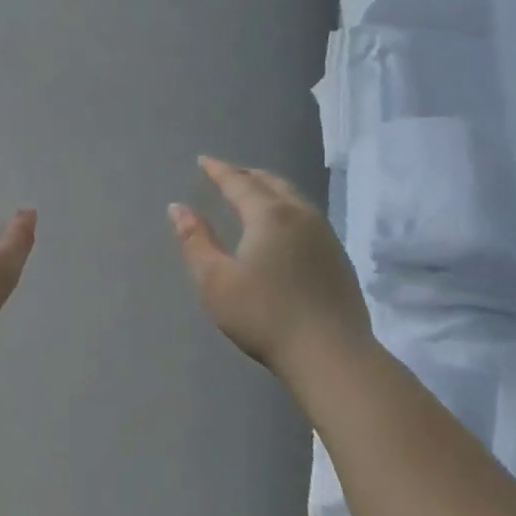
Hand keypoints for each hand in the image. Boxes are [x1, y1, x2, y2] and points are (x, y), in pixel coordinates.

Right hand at [170, 156, 370, 378]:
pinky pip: (307, 218)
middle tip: (228, 174)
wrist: (330, 354)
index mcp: (269, 216)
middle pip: (272, 184)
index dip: (219, 171)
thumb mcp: (215, 281)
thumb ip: (195, 241)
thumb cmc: (264, 315)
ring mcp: (326, 237)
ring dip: (270, 190)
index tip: (204, 161)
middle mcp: (301, 216)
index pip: (239, 183)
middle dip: (247, 175)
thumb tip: (177, 207)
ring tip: (254, 195)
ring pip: (294, 199)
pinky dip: (287, 210)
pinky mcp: (338, 259)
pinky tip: (283, 228)